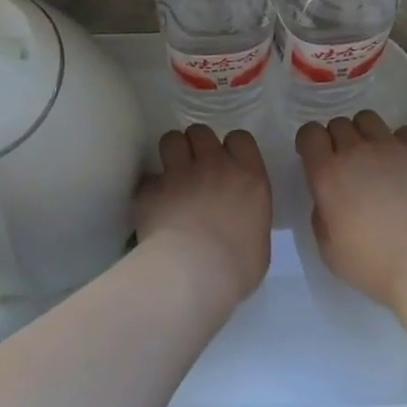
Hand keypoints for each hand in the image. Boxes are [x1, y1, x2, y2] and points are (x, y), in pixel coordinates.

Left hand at [135, 126, 272, 306]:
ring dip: (172, 153)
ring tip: (171, 174)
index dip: (231, 147)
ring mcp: (180, 173)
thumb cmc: (237, 267)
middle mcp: (215, 166)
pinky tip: (153, 206)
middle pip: (201, 132)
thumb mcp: (258, 240)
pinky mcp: (151, 189)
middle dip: (197, 145)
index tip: (227, 163)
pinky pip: (148, 179)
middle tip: (195, 167)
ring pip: (171, 139)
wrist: (193, 274)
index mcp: (248, 177)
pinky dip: (150, 190)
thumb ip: (249, 217)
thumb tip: (238, 221)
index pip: (240, 138)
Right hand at [295, 112, 406, 311]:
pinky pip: (405, 131)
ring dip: (366, 134)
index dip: (310, 142)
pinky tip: (406, 165)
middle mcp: (357, 151)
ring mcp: (392, 147)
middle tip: (348, 164)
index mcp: (328, 173)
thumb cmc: (372, 263)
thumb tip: (328, 196)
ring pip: (369, 119)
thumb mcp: (328, 248)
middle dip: (338, 139)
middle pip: (339, 123)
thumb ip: (321, 213)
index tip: (316, 157)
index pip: (310, 133)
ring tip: (376, 158)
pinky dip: (400, 143)